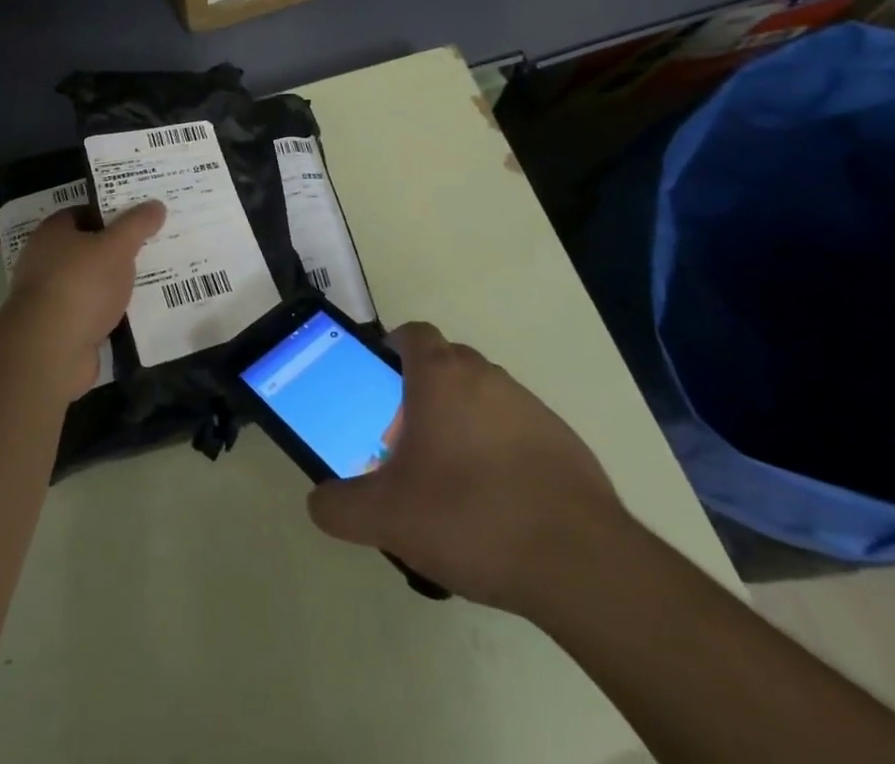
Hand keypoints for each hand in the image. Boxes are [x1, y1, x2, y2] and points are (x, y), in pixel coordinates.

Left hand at [6, 202, 163, 398]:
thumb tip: (156, 205)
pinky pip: (91, 312)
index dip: (112, 213)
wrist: (50, 351)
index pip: (84, 212)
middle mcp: (45, 261)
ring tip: (151, 279)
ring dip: (115, 284)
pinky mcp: (59, 329)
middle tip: (152, 247)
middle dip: (117, 250)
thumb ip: (138, 224)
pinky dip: (110, 312)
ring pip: (91, 282)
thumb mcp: (117, 246)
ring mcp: (50, 297)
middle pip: (88, 248)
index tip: (141, 218)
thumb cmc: (81, 285)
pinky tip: (135, 313)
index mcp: (53, 233)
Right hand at [307, 322, 628, 616]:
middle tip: (408, 440)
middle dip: (424, 390)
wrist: (576, 559)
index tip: (382, 378)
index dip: (393, 348)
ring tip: (452, 478)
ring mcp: (529, 405)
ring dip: (464, 419)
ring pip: (484, 396)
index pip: (413, 333)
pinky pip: (518, 428)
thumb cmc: (468, 516)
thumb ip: (340, 506)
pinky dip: (501, 448)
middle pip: (447, 363)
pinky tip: (498, 501)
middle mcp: (485, 376)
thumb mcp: (386, 517)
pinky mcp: (562, 439)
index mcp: (440, 376)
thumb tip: (318, 502)